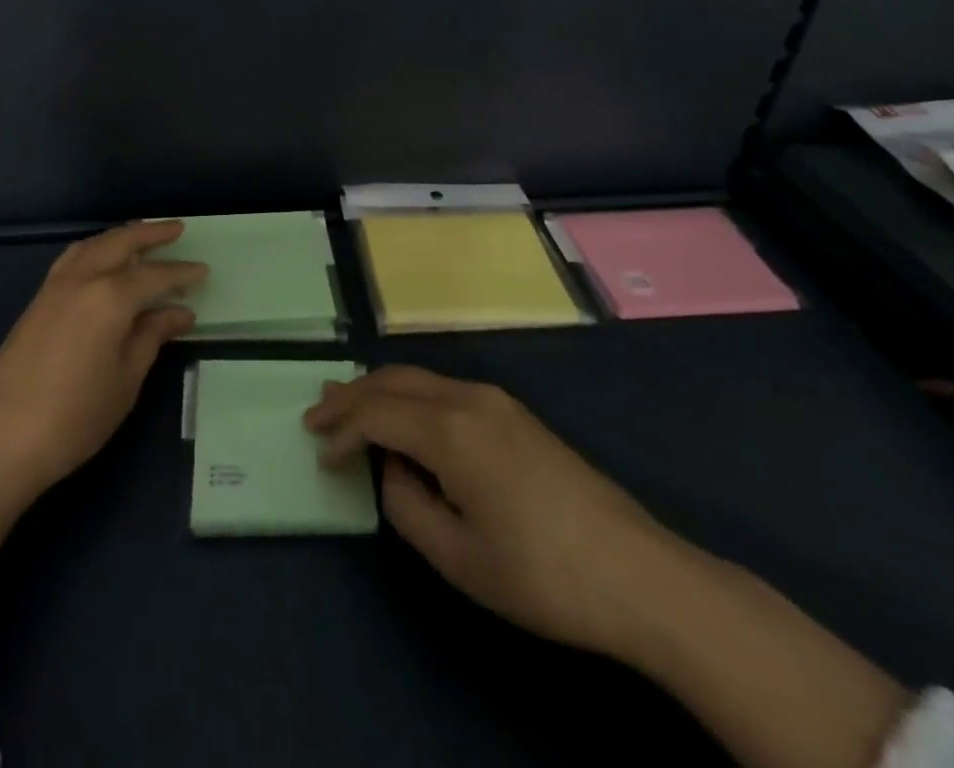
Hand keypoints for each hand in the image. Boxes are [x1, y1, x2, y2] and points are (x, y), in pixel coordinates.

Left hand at [0, 222, 203, 623]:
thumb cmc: (74, 417)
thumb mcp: (125, 381)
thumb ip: (151, 338)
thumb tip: (178, 312)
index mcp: (111, 297)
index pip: (155, 276)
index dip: (181, 274)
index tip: (203, 271)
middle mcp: (82, 279)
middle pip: (120, 242)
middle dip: (150, 233)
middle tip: (176, 229)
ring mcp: (54, 287)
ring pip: (93, 245)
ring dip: (120, 236)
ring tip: (141, 237)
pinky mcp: (36, 301)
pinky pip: (73, 258)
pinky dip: (94, 249)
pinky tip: (101, 262)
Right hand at [304, 365, 672, 658]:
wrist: (638, 574)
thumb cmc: (542, 573)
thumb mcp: (459, 557)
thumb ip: (406, 506)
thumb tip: (393, 469)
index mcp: (450, 430)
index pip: (376, 415)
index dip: (342, 431)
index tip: (319, 454)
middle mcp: (469, 398)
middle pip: (394, 381)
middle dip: (351, 395)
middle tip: (316, 411)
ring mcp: (496, 401)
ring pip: (421, 378)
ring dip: (380, 389)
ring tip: (347, 402)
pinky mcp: (515, 414)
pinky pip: (445, 389)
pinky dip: (411, 395)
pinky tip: (404, 414)